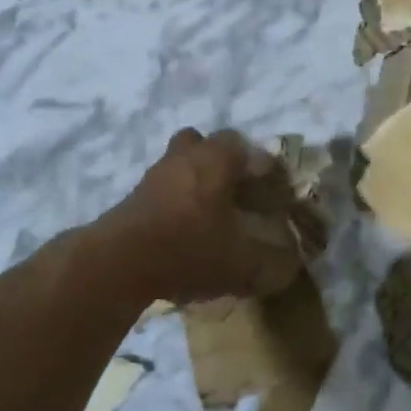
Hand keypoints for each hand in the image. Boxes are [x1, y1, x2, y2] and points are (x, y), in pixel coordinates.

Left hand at [89, 130, 308, 306]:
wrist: (119, 262)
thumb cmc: (189, 248)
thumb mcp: (243, 265)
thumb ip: (274, 265)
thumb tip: (291, 266)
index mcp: (216, 159)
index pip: (246, 147)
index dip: (263, 168)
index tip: (272, 193)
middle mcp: (186, 156)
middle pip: (206, 144)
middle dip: (223, 163)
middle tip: (237, 193)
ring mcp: (155, 174)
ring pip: (181, 164)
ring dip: (196, 181)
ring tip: (209, 216)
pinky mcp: (134, 196)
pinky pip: (163, 188)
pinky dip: (175, 201)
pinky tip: (183, 231)